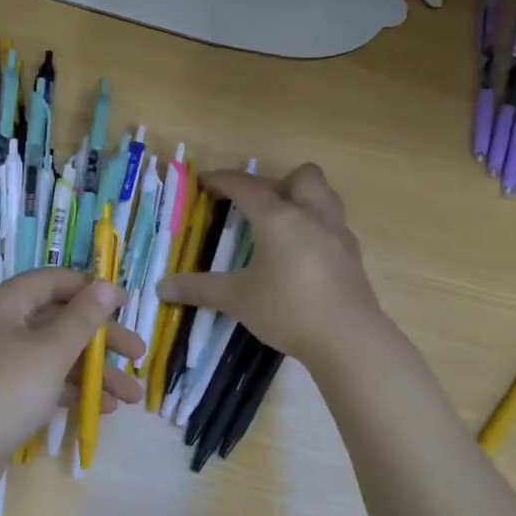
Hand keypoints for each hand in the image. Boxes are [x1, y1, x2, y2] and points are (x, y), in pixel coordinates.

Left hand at [0, 269, 145, 469]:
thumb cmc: (6, 391)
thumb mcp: (51, 351)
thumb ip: (83, 318)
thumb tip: (105, 285)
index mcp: (4, 305)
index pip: (52, 281)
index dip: (90, 288)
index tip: (126, 304)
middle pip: (59, 321)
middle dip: (102, 340)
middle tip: (138, 354)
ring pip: (55, 355)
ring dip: (94, 372)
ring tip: (131, 396)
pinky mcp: (1, 395)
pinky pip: (44, 381)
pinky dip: (72, 391)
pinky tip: (102, 409)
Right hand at [159, 164, 383, 366]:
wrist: (348, 339)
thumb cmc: (288, 310)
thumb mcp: (238, 300)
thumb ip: (200, 289)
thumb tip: (162, 287)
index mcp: (279, 218)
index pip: (247, 186)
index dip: (223, 180)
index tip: (205, 182)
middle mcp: (312, 215)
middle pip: (300, 177)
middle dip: (275, 183)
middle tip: (255, 207)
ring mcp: (338, 234)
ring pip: (325, 195)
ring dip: (302, 198)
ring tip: (282, 224)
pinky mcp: (353, 255)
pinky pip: (334, 224)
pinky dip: (316, 227)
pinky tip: (303, 254)